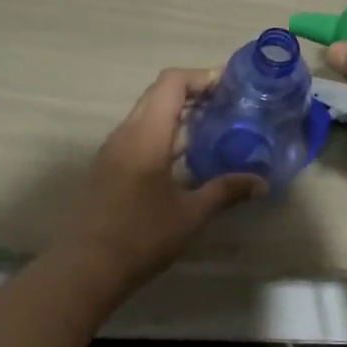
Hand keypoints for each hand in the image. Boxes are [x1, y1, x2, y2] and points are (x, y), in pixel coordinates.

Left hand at [60, 68, 264, 298]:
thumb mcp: (191, 214)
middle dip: (193, 91)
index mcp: (147, 135)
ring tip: (211, 126)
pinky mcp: (107, 166)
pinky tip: (184, 156)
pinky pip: (138, 133)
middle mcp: (126, 133)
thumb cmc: (141, 237)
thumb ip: (226, 191)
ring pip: (147, 112)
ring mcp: (112, 149)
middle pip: (159, 92)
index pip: (171, 82)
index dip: (201, 77)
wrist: (85, 269)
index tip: (229, 86)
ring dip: (177, 112)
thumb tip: (260, 183)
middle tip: (226, 103)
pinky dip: (164, 130)